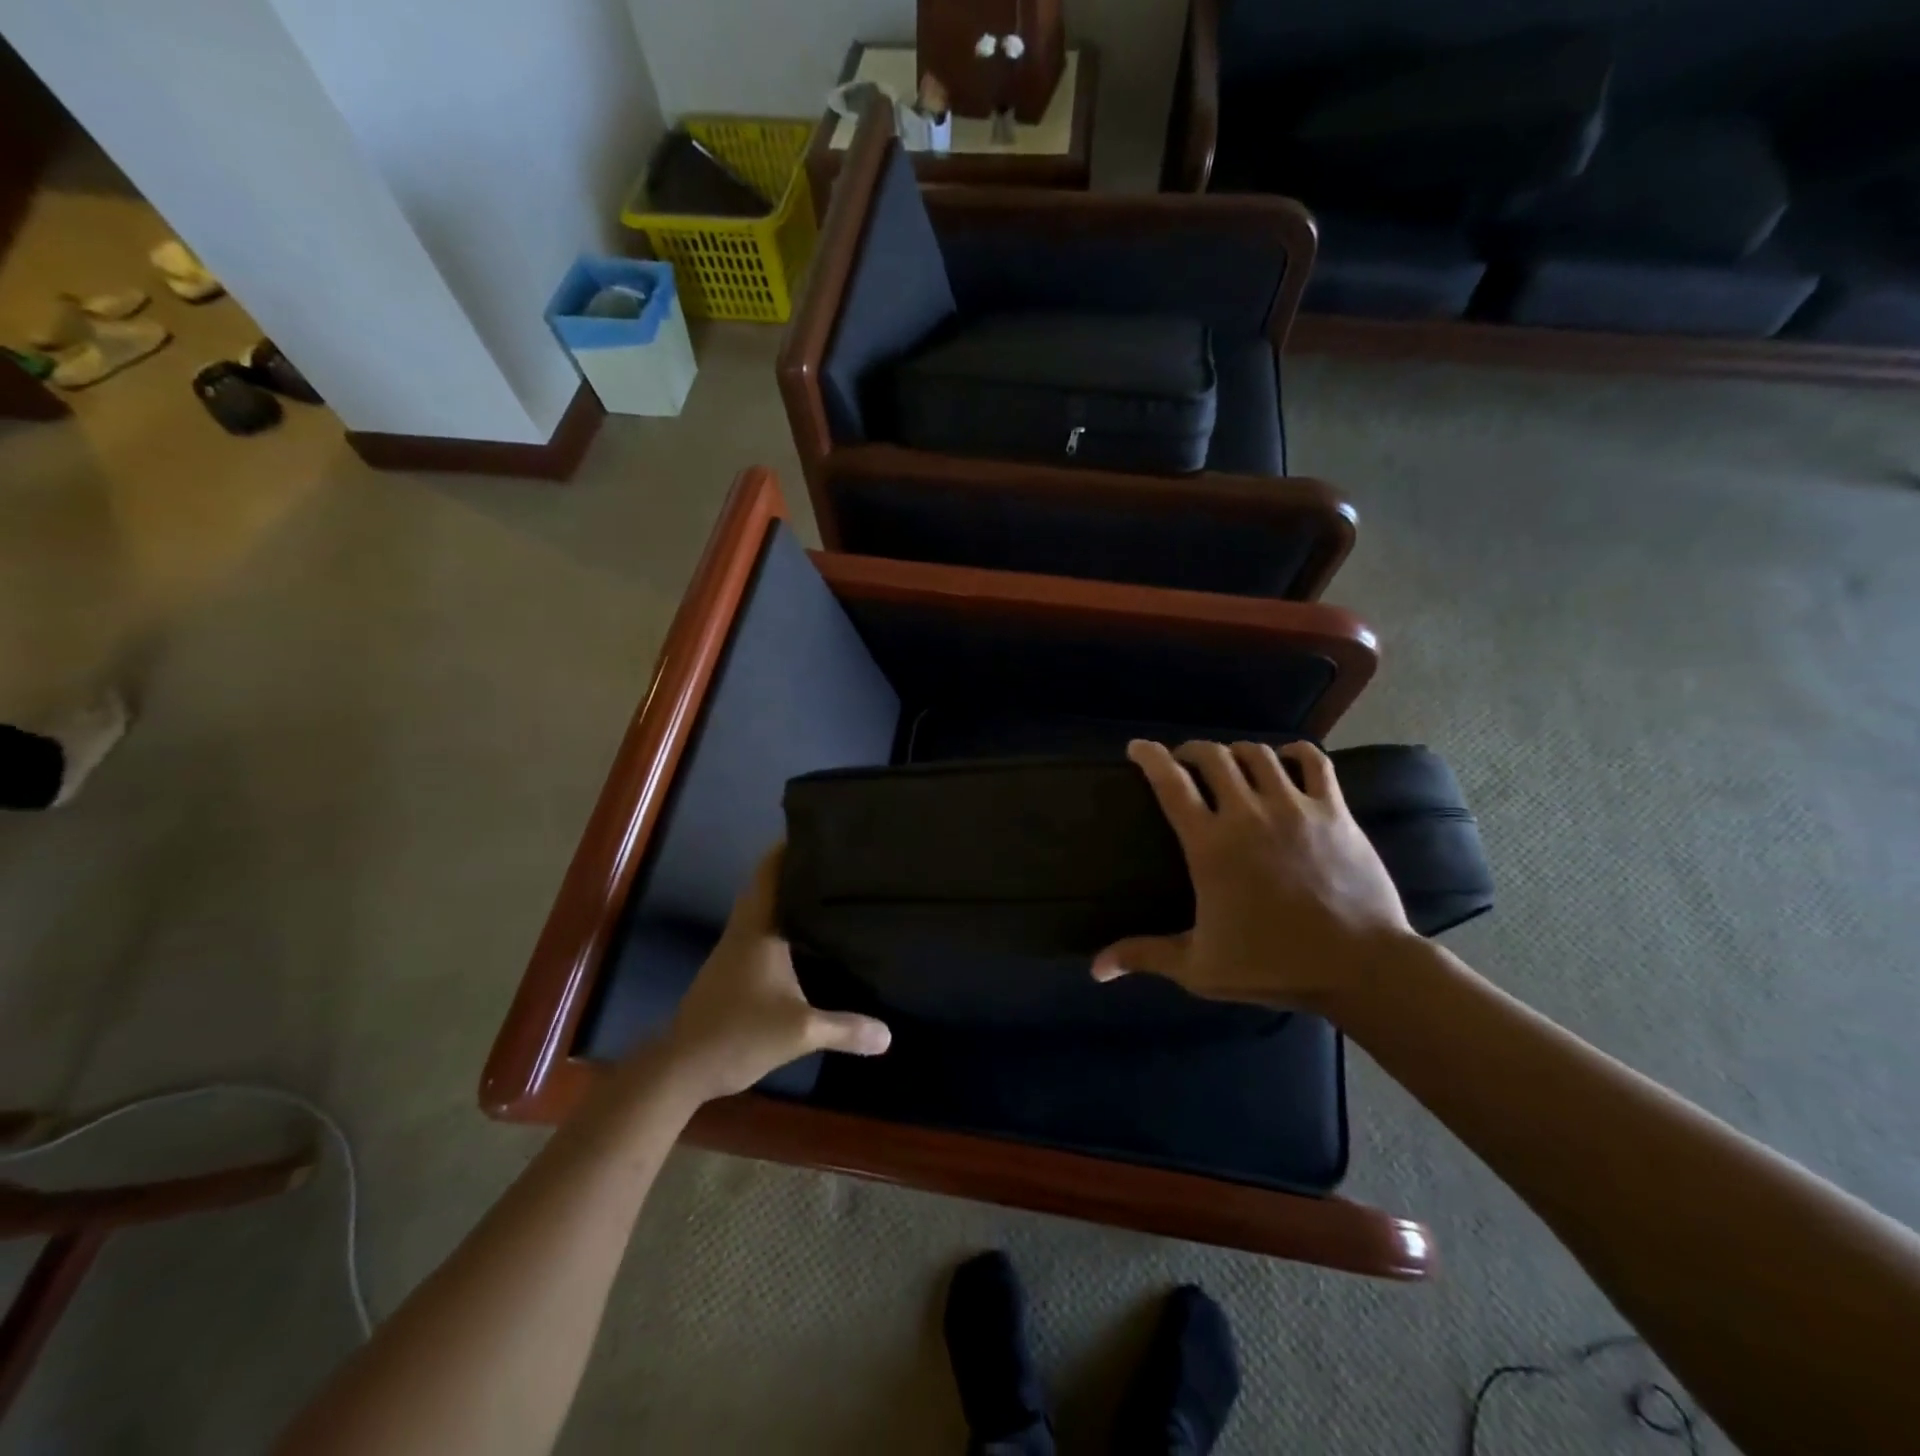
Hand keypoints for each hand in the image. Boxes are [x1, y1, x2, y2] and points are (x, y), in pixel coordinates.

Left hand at [658, 847, 890, 1101]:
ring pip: (760, 909)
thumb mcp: (800, 1032)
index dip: (788, 848)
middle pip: (765, 885)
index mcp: (757, 929)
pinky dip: (778, 923)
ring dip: (785, 897)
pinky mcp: (728, 971)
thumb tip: (888, 1034)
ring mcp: (732, 951)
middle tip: (833, 861)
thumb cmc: (739, 1034)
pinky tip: (802, 938)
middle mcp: (743, 931)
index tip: (817, 832)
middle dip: (794, 870)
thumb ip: (845, 1029)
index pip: (770, 872)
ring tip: (824, 891)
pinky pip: (757, 932)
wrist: (681, 1068)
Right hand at [1092, 740, 1413, 1012]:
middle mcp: (1248, 813)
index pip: (1170, 782)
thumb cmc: (1273, 965)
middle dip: (1191, 751)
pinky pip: (1313, 762)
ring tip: (1231, 764)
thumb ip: (1144, 956)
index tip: (1137, 748)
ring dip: (1237, 752)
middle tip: (1184, 761)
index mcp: (1210, 845)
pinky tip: (1285, 758)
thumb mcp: (1199, 967)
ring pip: (1258, 754)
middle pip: (1212, 756)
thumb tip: (1095, 969)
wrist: (1361, 967)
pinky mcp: (1334, 811)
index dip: (1149, 757)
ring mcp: (1295, 807)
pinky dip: (1295, 752)